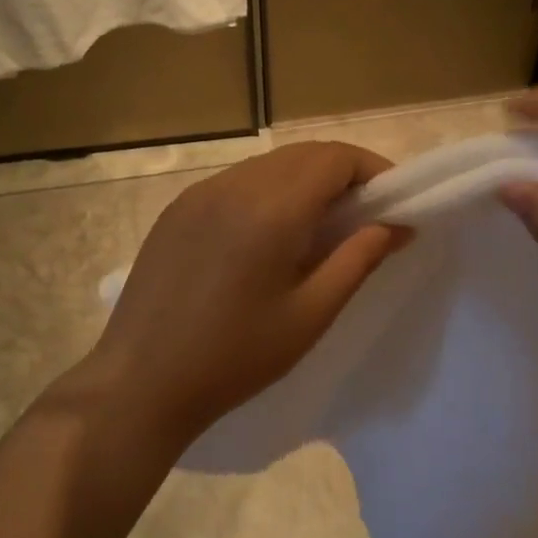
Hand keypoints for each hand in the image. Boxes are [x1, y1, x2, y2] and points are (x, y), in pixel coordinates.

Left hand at [80, 142, 409, 448]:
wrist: (140, 383)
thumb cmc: (235, 358)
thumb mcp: (310, 315)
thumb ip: (358, 260)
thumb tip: (397, 225)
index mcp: (271, 210)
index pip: (334, 158)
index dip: (372, 169)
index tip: (392, 201)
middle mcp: (234, 186)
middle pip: (303, 154)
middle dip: (342, 173)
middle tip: (363, 216)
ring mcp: (199, 193)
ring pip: (269, 165)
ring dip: (305, 180)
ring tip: (319, 227)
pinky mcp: (177, 208)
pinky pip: (237, 182)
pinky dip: (268, 191)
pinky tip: (268, 235)